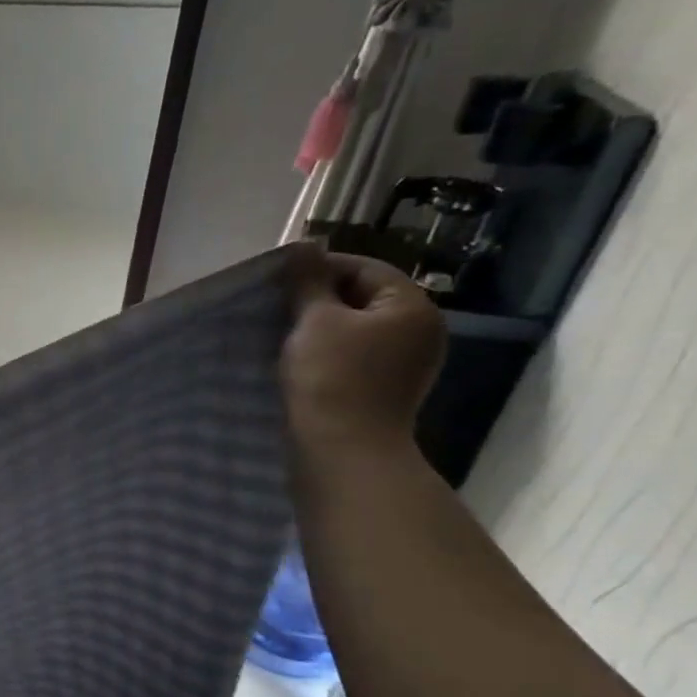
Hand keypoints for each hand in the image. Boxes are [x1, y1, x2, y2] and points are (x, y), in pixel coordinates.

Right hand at [283, 246, 445, 456]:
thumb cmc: (330, 378)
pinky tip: (300, 363)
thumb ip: (308, 282)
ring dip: (320, 329)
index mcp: (412, 308)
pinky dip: (328, 354)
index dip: (319, 269)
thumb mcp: (314, 321)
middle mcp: (420, 332)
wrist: (343, 451)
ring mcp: (406, 365)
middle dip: (318, 301)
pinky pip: (355, 357)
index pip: (364, 269)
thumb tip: (304, 245)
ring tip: (283, 336)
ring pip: (356, 330)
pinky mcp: (386, 391)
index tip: (278, 282)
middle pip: (363, 299)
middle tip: (276, 309)